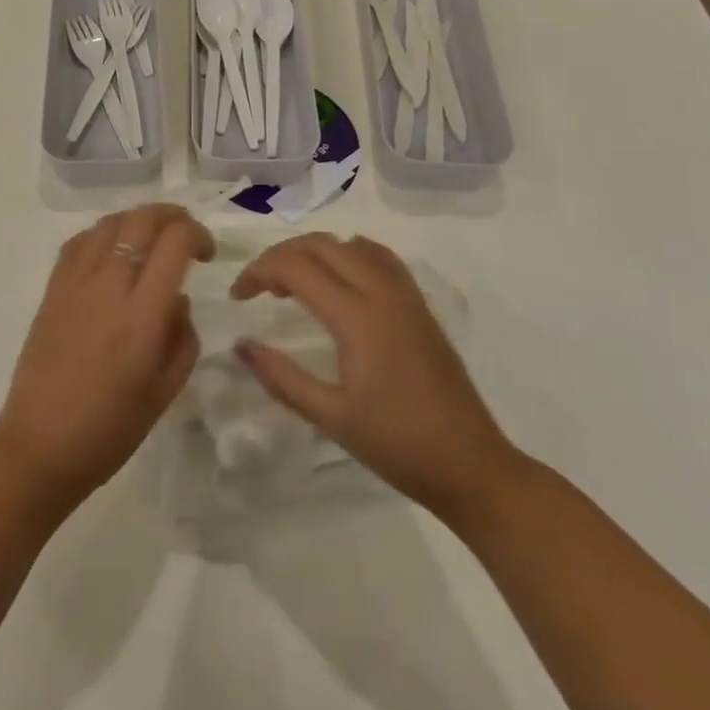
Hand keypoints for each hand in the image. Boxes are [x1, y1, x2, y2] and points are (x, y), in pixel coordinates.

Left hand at [0, 204, 213, 507]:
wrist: (40, 447)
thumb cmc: (111, 429)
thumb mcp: (167, 390)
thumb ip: (183, 335)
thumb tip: (176, 298)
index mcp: (142, 317)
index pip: (174, 243)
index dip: (198, 234)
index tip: (206, 254)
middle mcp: (108, 288)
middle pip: (141, 220)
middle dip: (172, 216)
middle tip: (185, 235)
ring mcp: (75, 284)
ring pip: (109, 223)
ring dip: (137, 221)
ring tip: (150, 240)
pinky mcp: (52, 290)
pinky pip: (79, 242)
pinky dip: (103, 234)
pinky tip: (112, 252)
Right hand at [231, 233, 516, 518]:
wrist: (471, 465)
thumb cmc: (397, 445)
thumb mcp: (331, 417)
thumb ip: (282, 377)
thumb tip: (241, 346)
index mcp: (357, 317)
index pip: (296, 268)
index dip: (259, 272)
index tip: (238, 297)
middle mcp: (381, 292)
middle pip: (321, 245)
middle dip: (281, 255)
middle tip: (258, 287)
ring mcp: (405, 295)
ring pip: (350, 244)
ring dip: (314, 251)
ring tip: (293, 282)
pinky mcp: (419, 305)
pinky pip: (379, 257)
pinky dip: (348, 254)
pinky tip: (339, 280)